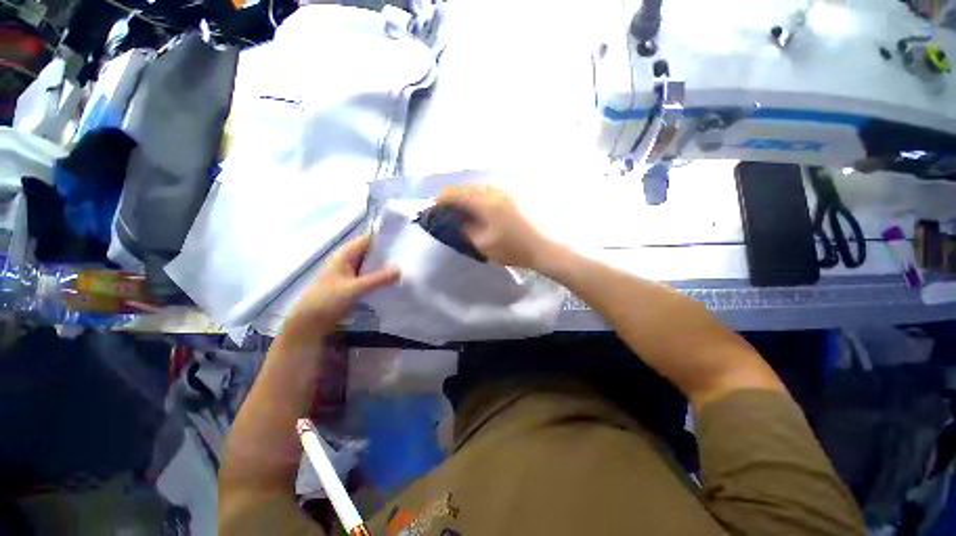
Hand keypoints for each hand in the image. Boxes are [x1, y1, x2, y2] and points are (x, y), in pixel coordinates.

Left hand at [286, 235, 399, 334]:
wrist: (309, 322)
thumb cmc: (328, 300)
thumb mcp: (355, 288)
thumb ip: (379, 279)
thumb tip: (401, 269)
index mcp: (345, 254)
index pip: (368, 239)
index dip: (385, 238)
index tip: (405, 240)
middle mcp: (348, 260)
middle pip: (372, 252)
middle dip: (389, 254)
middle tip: (410, 256)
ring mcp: (351, 273)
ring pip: (372, 265)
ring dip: (386, 267)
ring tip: (407, 267)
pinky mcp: (353, 285)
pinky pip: (370, 277)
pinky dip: (381, 278)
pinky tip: (394, 282)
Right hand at [436, 185, 553, 269]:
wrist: (540, 248)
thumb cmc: (512, 249)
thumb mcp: (483, 244)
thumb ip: (466, 230)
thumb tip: (457, 220)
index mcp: (486, 203)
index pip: (456, 194)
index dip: (441, 199)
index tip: (433, 208)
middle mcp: (494, 192)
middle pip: (466, 188)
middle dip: (452, 197)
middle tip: (444, 210)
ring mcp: (504, 193)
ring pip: (476, 188)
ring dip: (465, 196)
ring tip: (458, 209)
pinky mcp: (510, 197)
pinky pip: (487, 191)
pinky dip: (476, 197)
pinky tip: (476, 208)